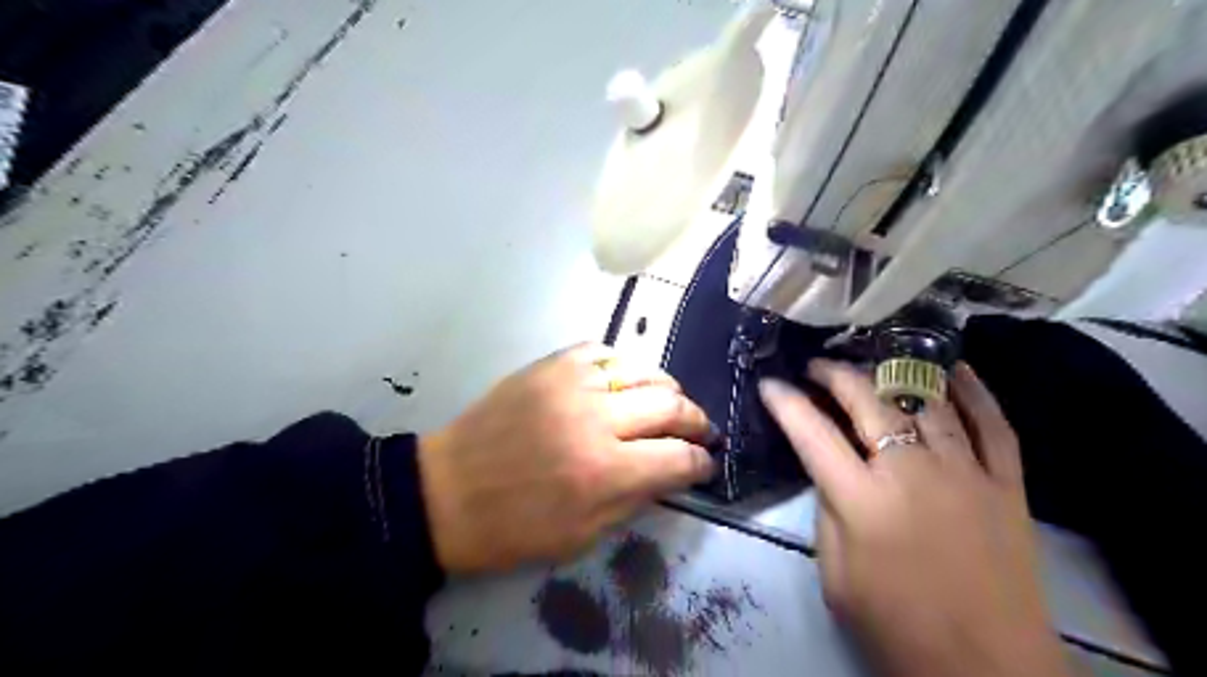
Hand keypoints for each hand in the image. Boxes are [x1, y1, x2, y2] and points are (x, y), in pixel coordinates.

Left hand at [418, 345, 708, 571]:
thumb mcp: (582, 537)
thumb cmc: (513, 528)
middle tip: (698, 430)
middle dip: (695, 419)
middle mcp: (595, 419)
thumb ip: (635, 499)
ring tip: (669, 401)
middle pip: (670, 403)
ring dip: (666, 387)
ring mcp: (570, 383)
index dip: (701, 462)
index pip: (678, 457)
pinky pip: (602, 351)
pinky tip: (624, 380)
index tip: (705, 464)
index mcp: (604, 472)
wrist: (447, 492)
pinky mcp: (549, 365)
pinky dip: (622, 365)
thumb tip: (672, 471)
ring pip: (641, 368)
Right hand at [757, 361, 1068, 676]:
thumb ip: (829, 512)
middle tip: (817, 366)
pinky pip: (994, 425)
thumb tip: (831, 472)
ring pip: (927, 402)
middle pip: (869, 402)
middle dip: (835, 375)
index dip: (786, 403)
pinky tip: (955, 369)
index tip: (770, 384)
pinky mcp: (1007, 485)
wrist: (989, 670)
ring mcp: (965, 473)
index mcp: (862, 502)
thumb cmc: (898, 626)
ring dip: (894, 374)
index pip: (812, 434)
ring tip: (872, 363)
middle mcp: (912, 473)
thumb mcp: (835, 575)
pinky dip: (975, 392)